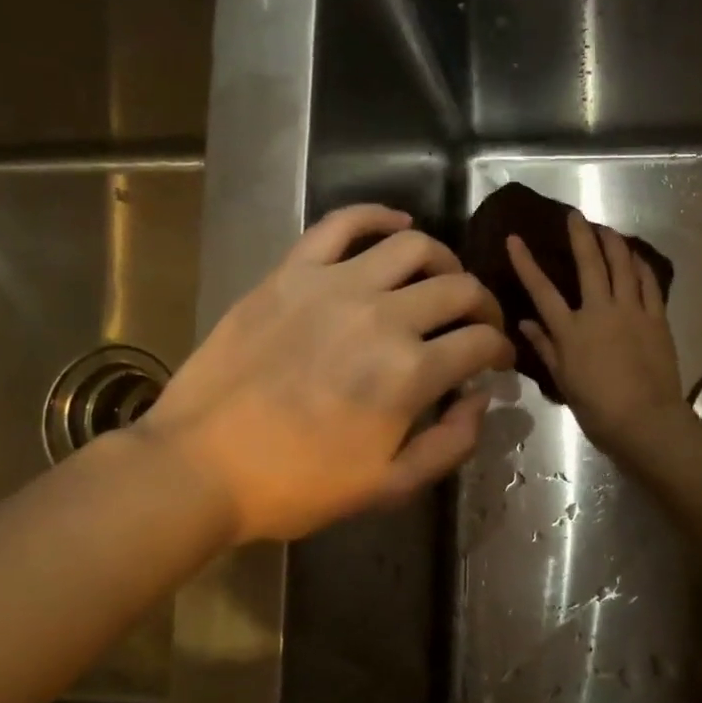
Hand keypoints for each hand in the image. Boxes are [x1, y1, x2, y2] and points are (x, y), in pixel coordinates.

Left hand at [139, 206, 514, 543]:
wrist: (200, 465)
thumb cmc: (297, 484)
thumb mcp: (388, 486)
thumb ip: (450, 444)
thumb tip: (482, 398)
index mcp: (410, 373)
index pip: (482, 341)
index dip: (500, 350)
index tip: (498, 360)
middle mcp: (382, 316)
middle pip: (459, 289)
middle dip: (484, 307)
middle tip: (479, 324)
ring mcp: (334, 286)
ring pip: (413, 246)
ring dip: (443, 261)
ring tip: (441, 280)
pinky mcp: (292, 272)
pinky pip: (342, 224)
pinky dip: (377, 216)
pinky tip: (397, 225)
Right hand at [507, 212, 690, 459]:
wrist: (646, 421)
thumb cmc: (598, 409)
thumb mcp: (564, 382)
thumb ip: (546, 348)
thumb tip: (525, 324)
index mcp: (571, 331)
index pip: (542, 290)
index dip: (526, 262)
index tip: (515, 238)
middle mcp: (600, 312)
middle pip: (588, 265)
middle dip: (580, 236)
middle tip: (575, 215)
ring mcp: (631, 311)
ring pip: (622, 266)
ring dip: (613, 243)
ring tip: (606, 229)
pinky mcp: (657, 318)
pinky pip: (649, 284)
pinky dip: (641, 266)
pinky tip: (636, 256)